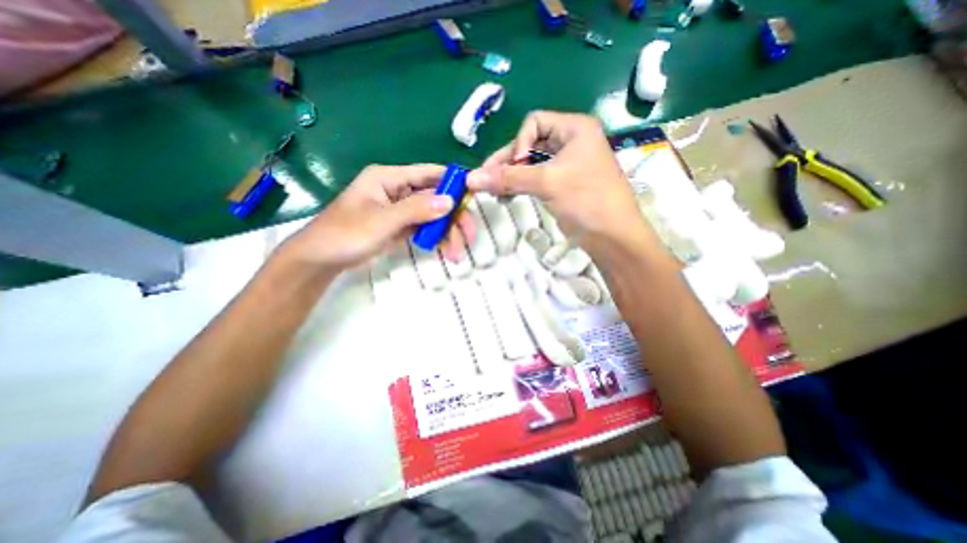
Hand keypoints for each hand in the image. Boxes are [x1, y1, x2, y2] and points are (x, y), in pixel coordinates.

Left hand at [286, 162, 475, 268]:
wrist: (322, 260)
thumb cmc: (345, 234)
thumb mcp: (381, 220)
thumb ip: (416, 209)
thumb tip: (450, 201)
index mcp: (390, 178)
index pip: (429, 173)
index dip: (453, 181)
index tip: (475, 194)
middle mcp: (399, 191)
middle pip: (436, 198)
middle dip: (454, 217)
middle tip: (470, 236)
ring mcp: (402, 210)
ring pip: (434, 216)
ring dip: (448, 233)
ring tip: (456, 254)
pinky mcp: (402, 226)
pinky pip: (426, 228)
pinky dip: (438, 239)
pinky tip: (447, 251)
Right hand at [469, 113, 647, 251]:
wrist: (612, 235)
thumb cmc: (586, 199)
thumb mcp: (547, 183)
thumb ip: (508, 178)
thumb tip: (470, 178)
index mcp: (574, 129)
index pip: (534, 122)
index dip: (519, 143)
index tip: (516, 167)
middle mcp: (570, 142)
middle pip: (529, 144)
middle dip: (508, 163)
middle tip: (485, 180)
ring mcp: (565, 165)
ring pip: (530, 164)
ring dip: (511, 177)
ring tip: (493, 192)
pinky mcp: (561, 185)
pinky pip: (535, 180)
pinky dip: (519, 186)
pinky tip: (506, 197)